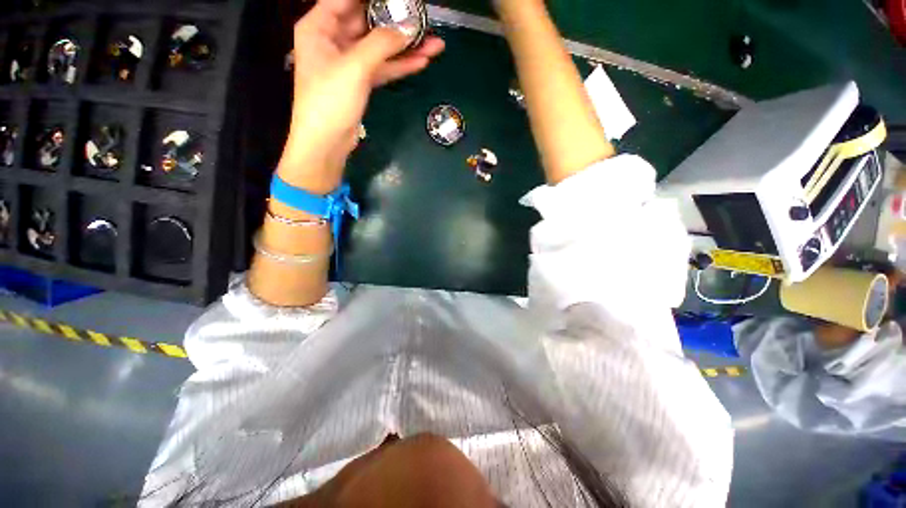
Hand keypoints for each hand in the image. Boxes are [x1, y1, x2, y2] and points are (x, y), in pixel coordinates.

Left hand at [279, 0, 444, 193]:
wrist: (327, 143)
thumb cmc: (330, 101)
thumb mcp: (354, 67)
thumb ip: (381, 44)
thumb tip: (408, 28)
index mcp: (320, 26)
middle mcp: (333, 39)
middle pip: (368, 21)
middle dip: (396, 20)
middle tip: (422, 18)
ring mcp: (349, 62)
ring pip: (380, 48)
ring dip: (405, 47)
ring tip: (434, 43)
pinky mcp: (361, 82)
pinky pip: (383, 68)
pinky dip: (400, 65)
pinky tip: (421, 61)